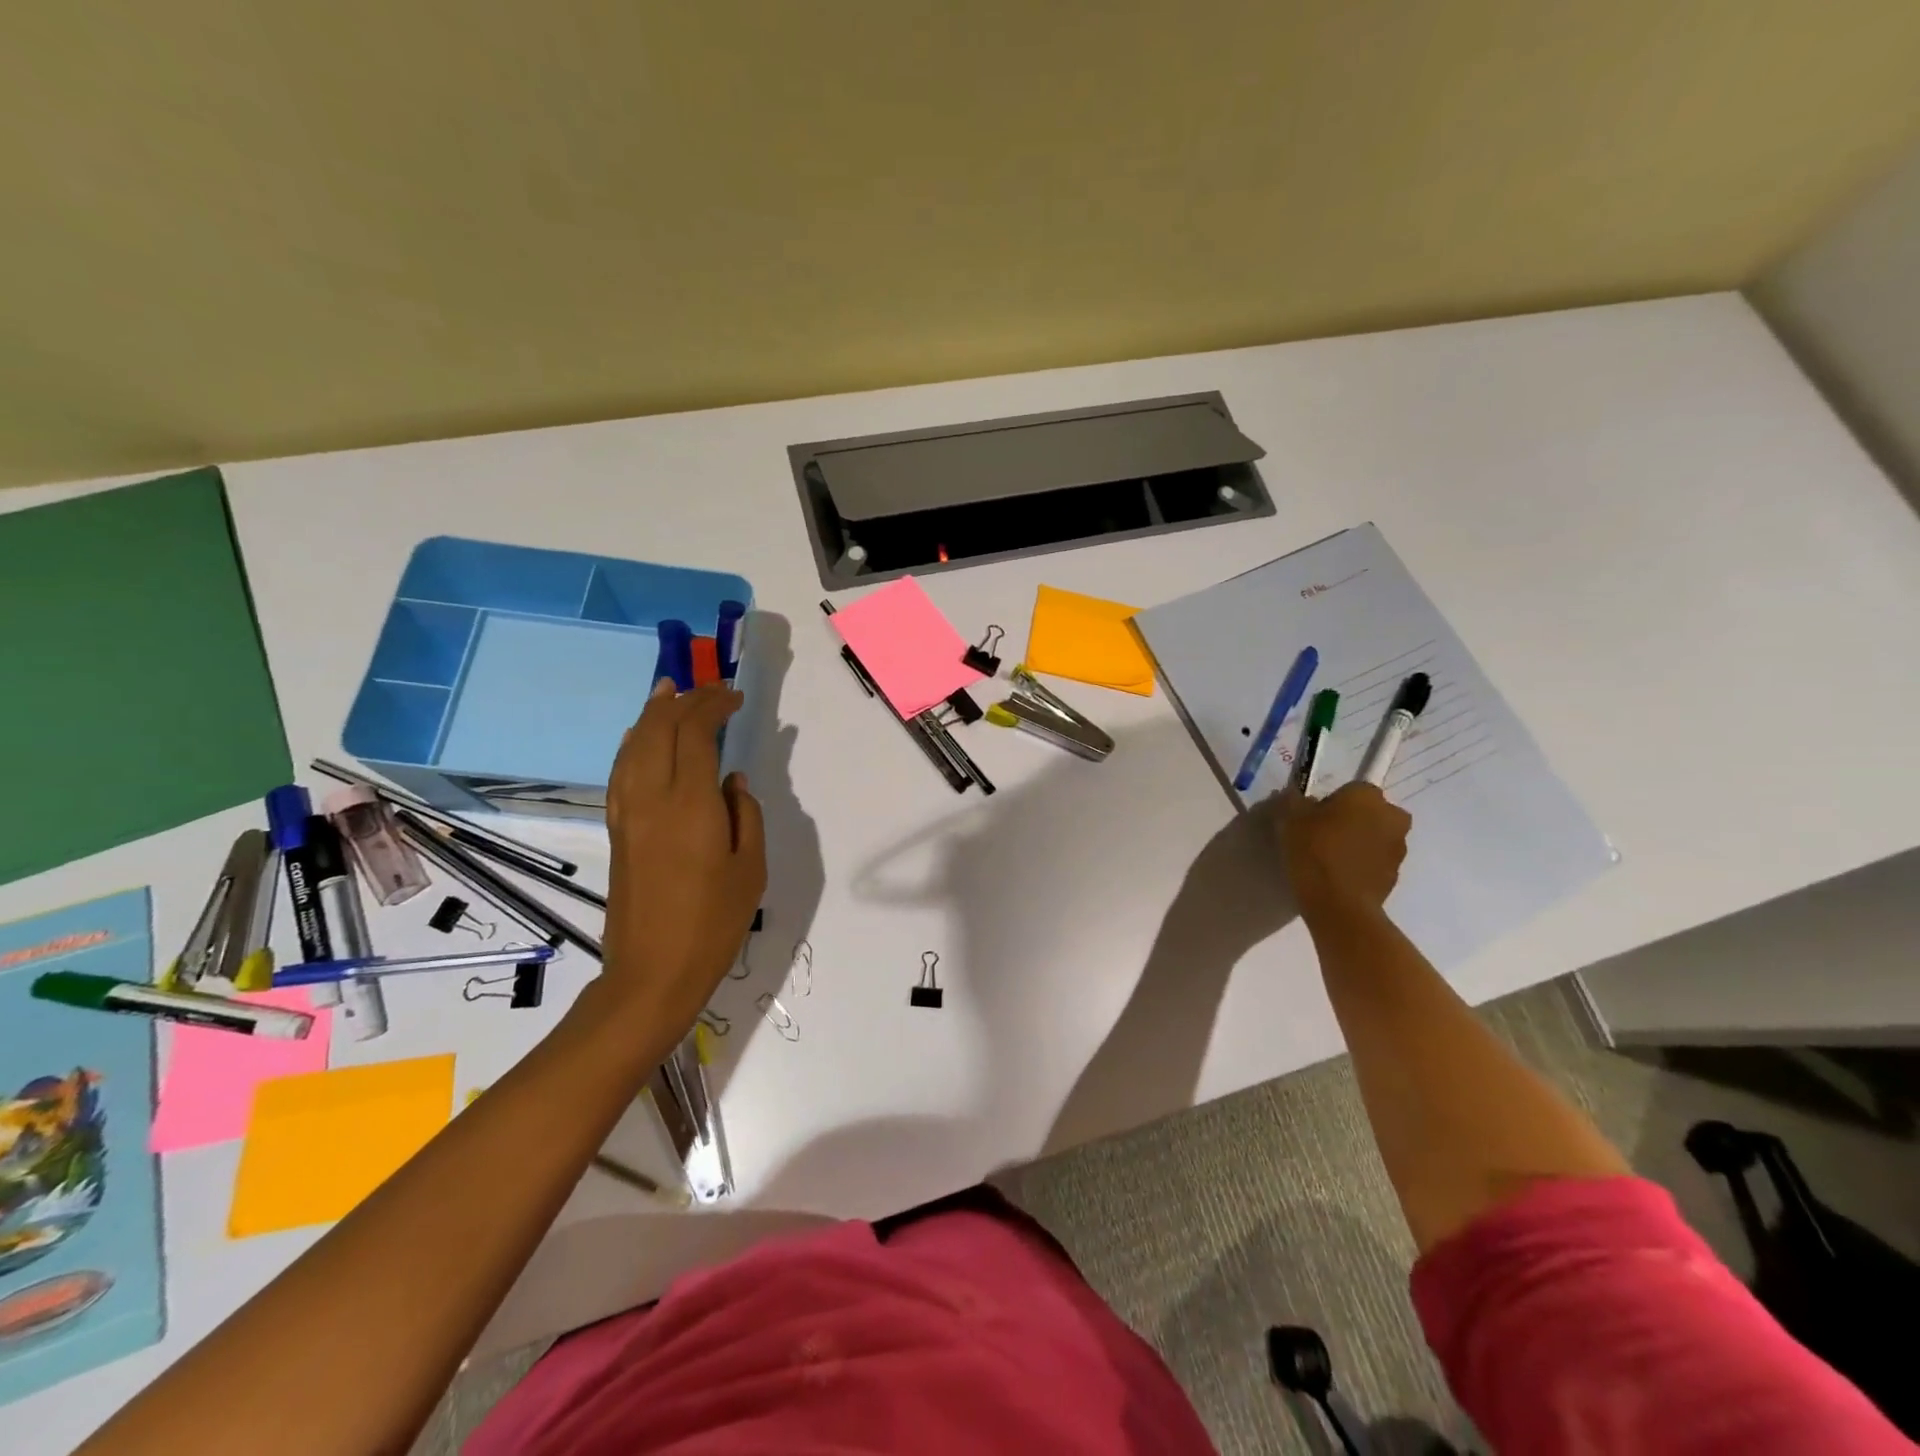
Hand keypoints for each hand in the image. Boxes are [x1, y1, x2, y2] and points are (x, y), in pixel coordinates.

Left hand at [597, 680, 765, 1039]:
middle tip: (710, 689)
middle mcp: (651, 798)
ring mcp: (628, 813)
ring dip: (652, 714)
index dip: (714, 706)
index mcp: (690, 804)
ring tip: (668, 691)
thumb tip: (731, 781)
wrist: (652, 973)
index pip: (695, 733)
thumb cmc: (714, 923)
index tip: (736, 697)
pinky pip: (621, 771)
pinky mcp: (618, 831)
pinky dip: (631, 744)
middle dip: (685, 701)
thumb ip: (745, 815)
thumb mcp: (750, 869)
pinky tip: (638, 737)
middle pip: (659, 730)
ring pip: (633, 745)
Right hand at [1277, 782, 1409, 917]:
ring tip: (1329, 859)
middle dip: (1352, 820)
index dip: (1331, 802)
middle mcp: (1392, 816)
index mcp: (1368, 796)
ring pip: (1375, 837)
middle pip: (1370, 812)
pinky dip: (1361, 864)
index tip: (1313, 817)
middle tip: (1323, 836)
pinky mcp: (1395, 876)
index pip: (1351, 789)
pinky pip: (1375, 862)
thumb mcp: (1290, 819)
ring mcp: (1398, 848)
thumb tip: (1298, 798)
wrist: (1338, 904)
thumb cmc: (1314, 851)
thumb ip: (1294, 802)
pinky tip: (1338, 876)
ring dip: (1359, 842)